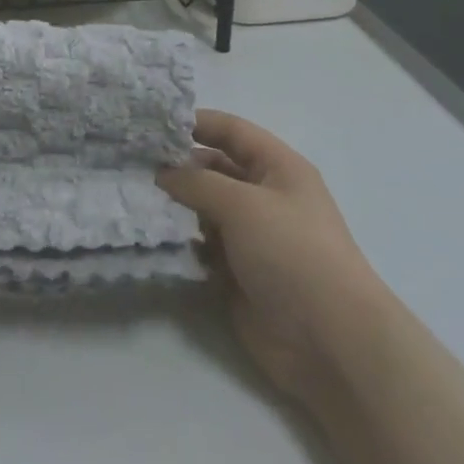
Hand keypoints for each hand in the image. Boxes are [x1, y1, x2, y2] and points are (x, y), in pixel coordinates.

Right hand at [158, 110, 377, 409]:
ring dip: (176, 206)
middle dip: (178, 167)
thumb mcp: (243, 204)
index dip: (196, 123)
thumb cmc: (292, 252)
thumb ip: (197, 182)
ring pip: (205, 209)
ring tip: (135, 199)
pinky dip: (182, 242)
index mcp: (277, 167)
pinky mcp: (238, 273)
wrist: (329, 340)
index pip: (231, 131)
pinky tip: (153, 237)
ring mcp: (251, 237)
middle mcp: (265, 196)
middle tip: (134, 165)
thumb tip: (163, 174)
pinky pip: (203, 247)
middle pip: (215, 168)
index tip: (153, 124)